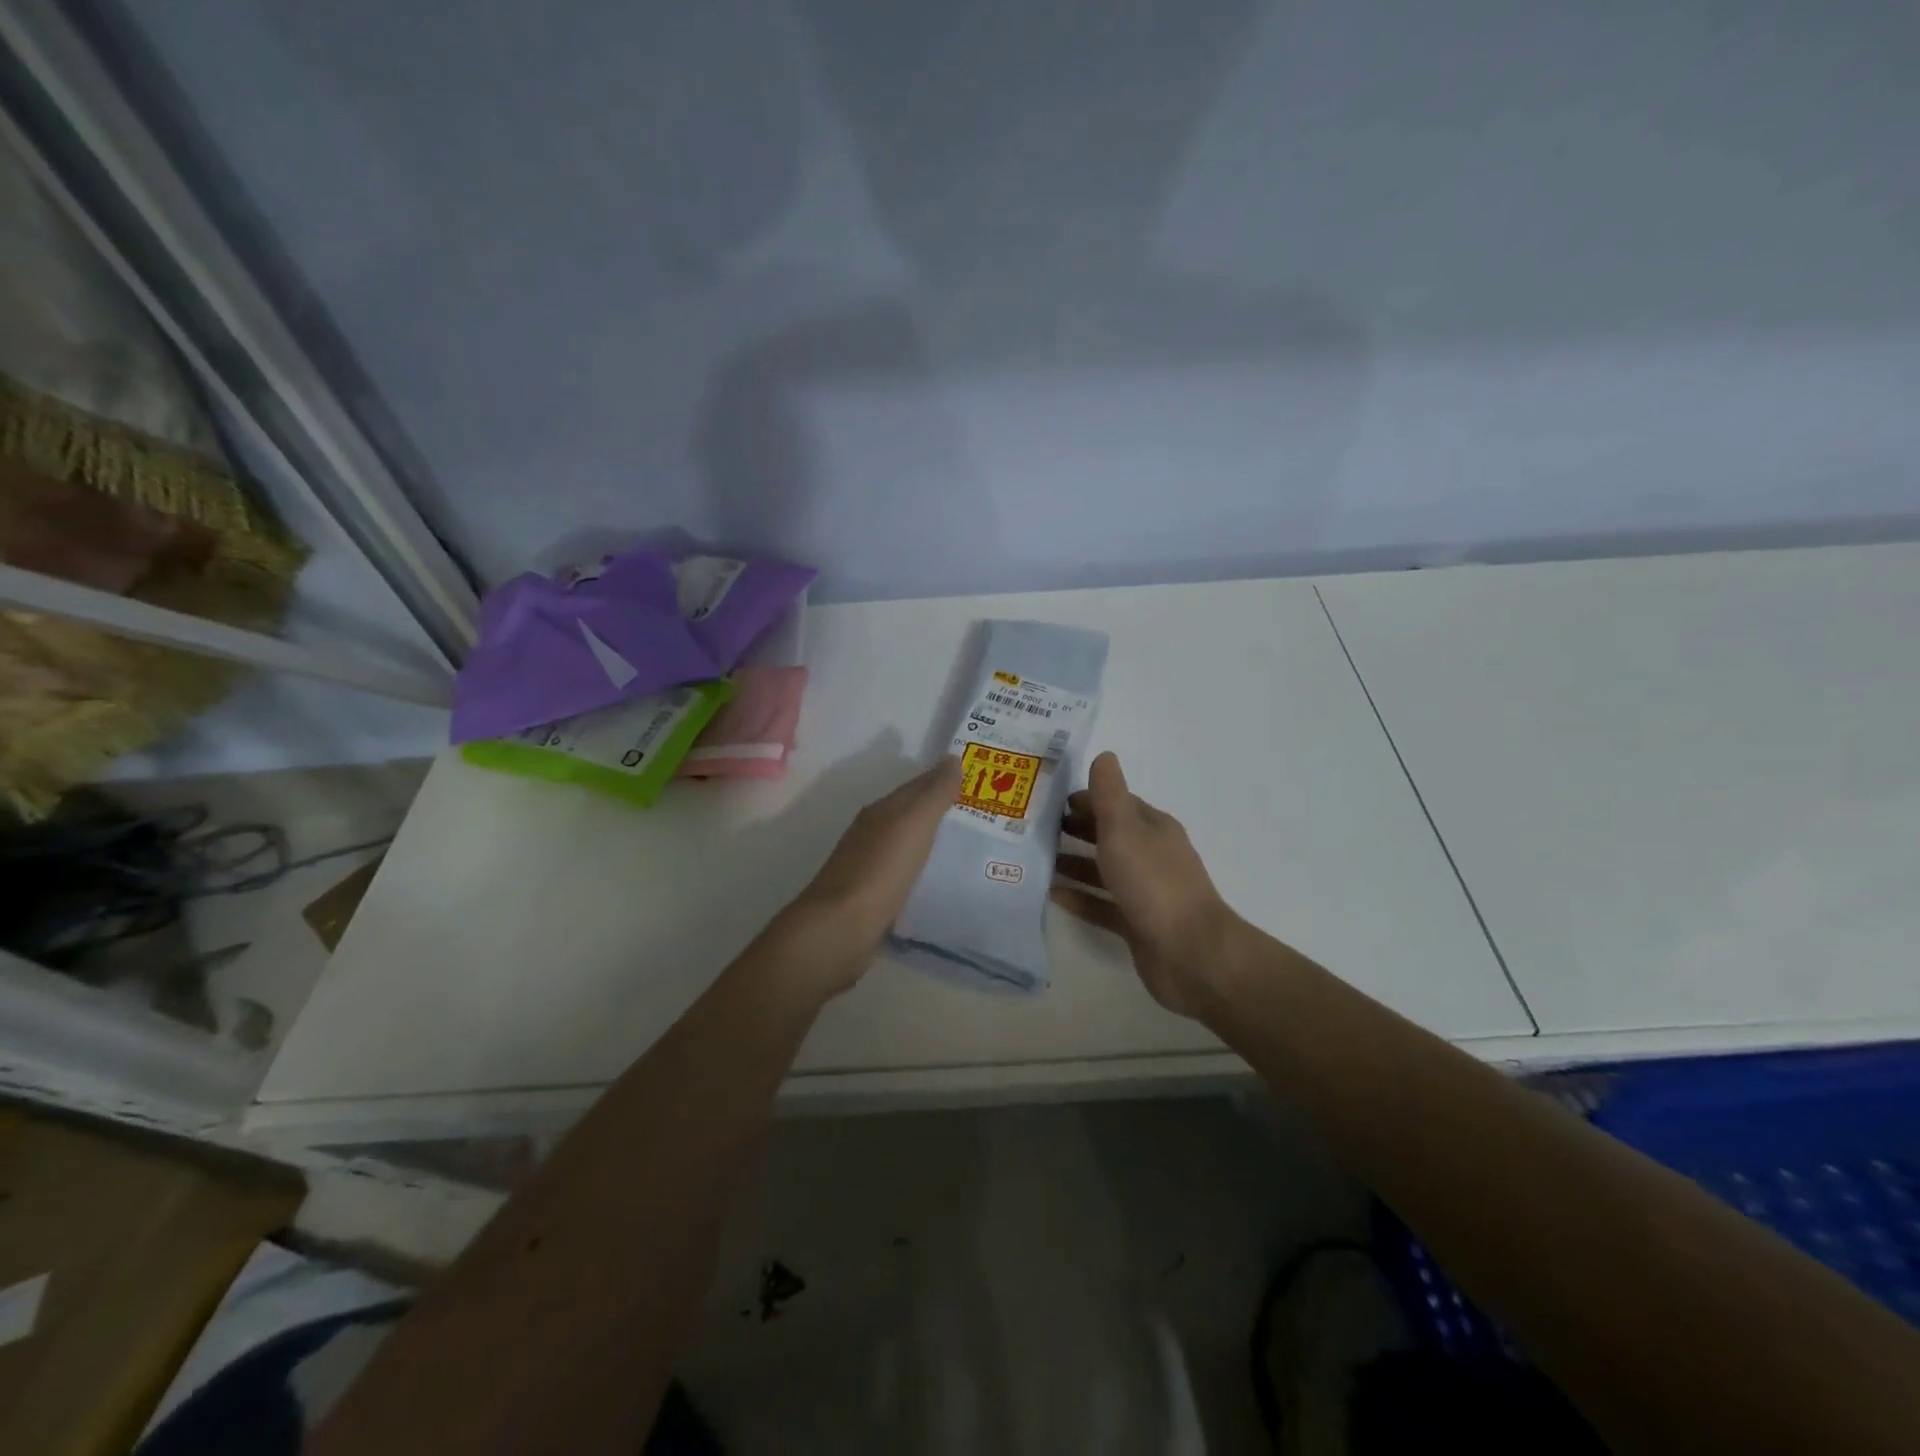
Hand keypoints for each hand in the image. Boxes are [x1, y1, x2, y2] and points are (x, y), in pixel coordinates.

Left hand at [770, 756, 961, 995]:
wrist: (840, 928)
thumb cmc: (880, 870)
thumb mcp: (913, 824)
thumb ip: (934, 794)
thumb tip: (951, 758)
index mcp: (881, 811)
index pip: (918, 786)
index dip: (944, 780)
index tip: (978, 780)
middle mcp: (873, 833)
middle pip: (912, 814)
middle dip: (942, 811)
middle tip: (981, 814)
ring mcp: (870, 866)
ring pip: (908, 844)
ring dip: (932, 841)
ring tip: (969, 846)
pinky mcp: (873, 897)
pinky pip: (905, 873)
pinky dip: (923, 869)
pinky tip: (938, 879)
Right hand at [1052, 751, 1238, 1016]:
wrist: (1191, 953)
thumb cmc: (1154, 883)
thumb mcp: (1125, 830)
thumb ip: (1109, 794)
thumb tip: (1104, 755)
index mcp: (1152, 828)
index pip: (1115, 803)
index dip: (1084, 799)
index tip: (1048, 800)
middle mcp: (1150, 855)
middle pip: (1108, 835)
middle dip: (1075, 830)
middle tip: (1033, 829)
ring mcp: (1145, 891)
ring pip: (1103, 871)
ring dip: (1073, 863)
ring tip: (1035, 860)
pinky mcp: (1136, 923)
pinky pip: (1101, 905)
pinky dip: (1079, 898)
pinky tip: (1050, 896)